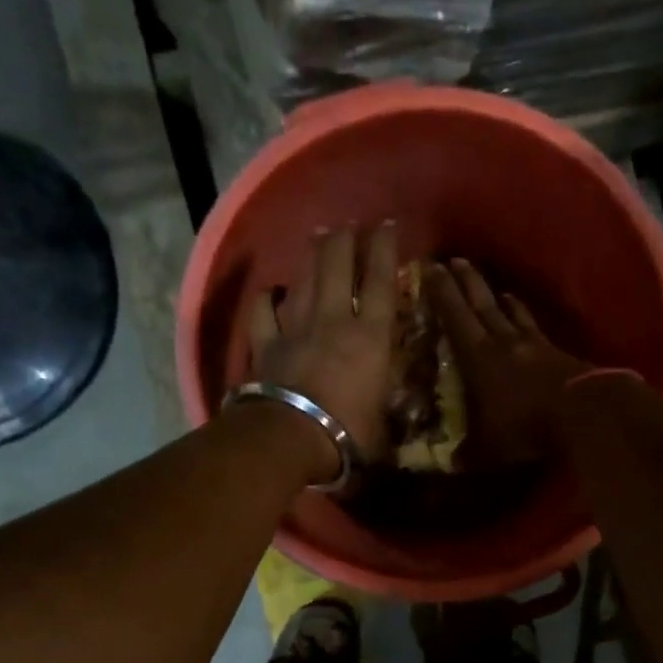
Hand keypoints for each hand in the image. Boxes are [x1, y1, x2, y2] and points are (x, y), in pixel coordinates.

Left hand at [250, 225, 397, 466]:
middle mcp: (334, 320)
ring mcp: (296, 327)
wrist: (291, 437)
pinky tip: (272, 290)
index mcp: (370, 337)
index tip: (387, 225)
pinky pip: (264, 309)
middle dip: (345, 240)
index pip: (381, 282)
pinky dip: (269, 296)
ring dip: (313, 255)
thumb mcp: (386, 418)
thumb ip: (390, 396)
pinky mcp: (265, 342)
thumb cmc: (349, 433)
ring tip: (319, 236)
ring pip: (304, 278)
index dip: (384, 249)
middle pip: (338, 266)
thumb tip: (397, 394)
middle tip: (350, 226)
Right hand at [430, 260, 594, 465]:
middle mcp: (504, 343)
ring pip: (513, 314)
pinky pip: (536, 329)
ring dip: (500, 298)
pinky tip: (527, 321)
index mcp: (478, 358)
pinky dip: (526, 319)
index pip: (455, 318)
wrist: (583, 415)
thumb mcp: (487, 448)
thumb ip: (466, 453)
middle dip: (467, 283)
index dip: (442, 294)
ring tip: (495, 287)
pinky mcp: (559, 355)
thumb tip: (448, 464)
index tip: (432, 268)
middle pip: (483, 305)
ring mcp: (535, 346)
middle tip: (457, 261)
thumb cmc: (526, 427)